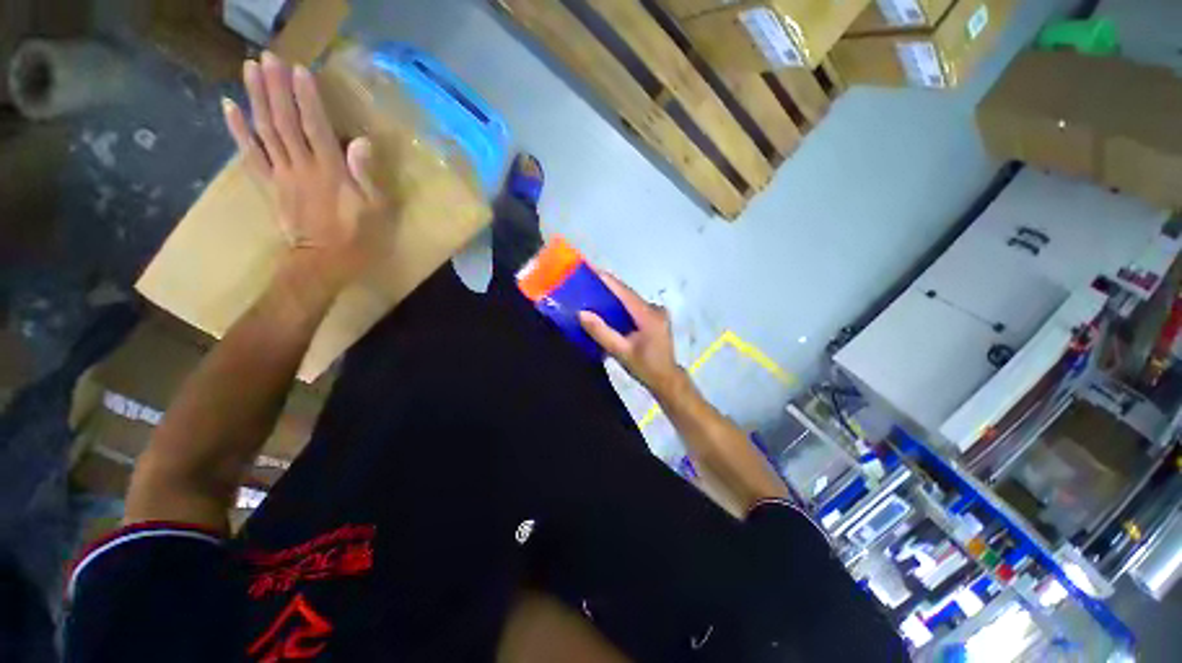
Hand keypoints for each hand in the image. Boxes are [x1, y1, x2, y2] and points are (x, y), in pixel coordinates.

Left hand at [222, 52, 385, 294]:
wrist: (323, 265)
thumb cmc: (358, 239)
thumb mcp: (376, 212)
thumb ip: (367, 176)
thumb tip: (360, 141)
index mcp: (330, 173)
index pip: (316, 128)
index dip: (307, 98)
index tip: (299, 69)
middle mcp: (301, 167)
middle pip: (285, 122)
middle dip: (276, 88)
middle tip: (268, 57)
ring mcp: (280, 176)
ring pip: (264, 132)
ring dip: (255, 99)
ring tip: (250, 69)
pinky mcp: (268, 187)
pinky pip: (249, 156)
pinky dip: (238, 131)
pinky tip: (229, 107)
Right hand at [579, 273, 685, 396]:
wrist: (666, 379)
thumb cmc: (645, 367)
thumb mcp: (621, 352)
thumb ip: (602, 332)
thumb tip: (582, 313)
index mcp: (648, 315)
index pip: (624, 292)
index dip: (607, 280)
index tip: (590, 269)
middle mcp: (654, 309)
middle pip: (627, 294)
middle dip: (607, 288)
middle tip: (586, 283)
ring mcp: (657, 313)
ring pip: (630, 300)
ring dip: (613, 297)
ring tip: (593, 294)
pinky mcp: (655, 318)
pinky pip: (634, 307)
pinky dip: (620, 306)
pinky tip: (608, 309)